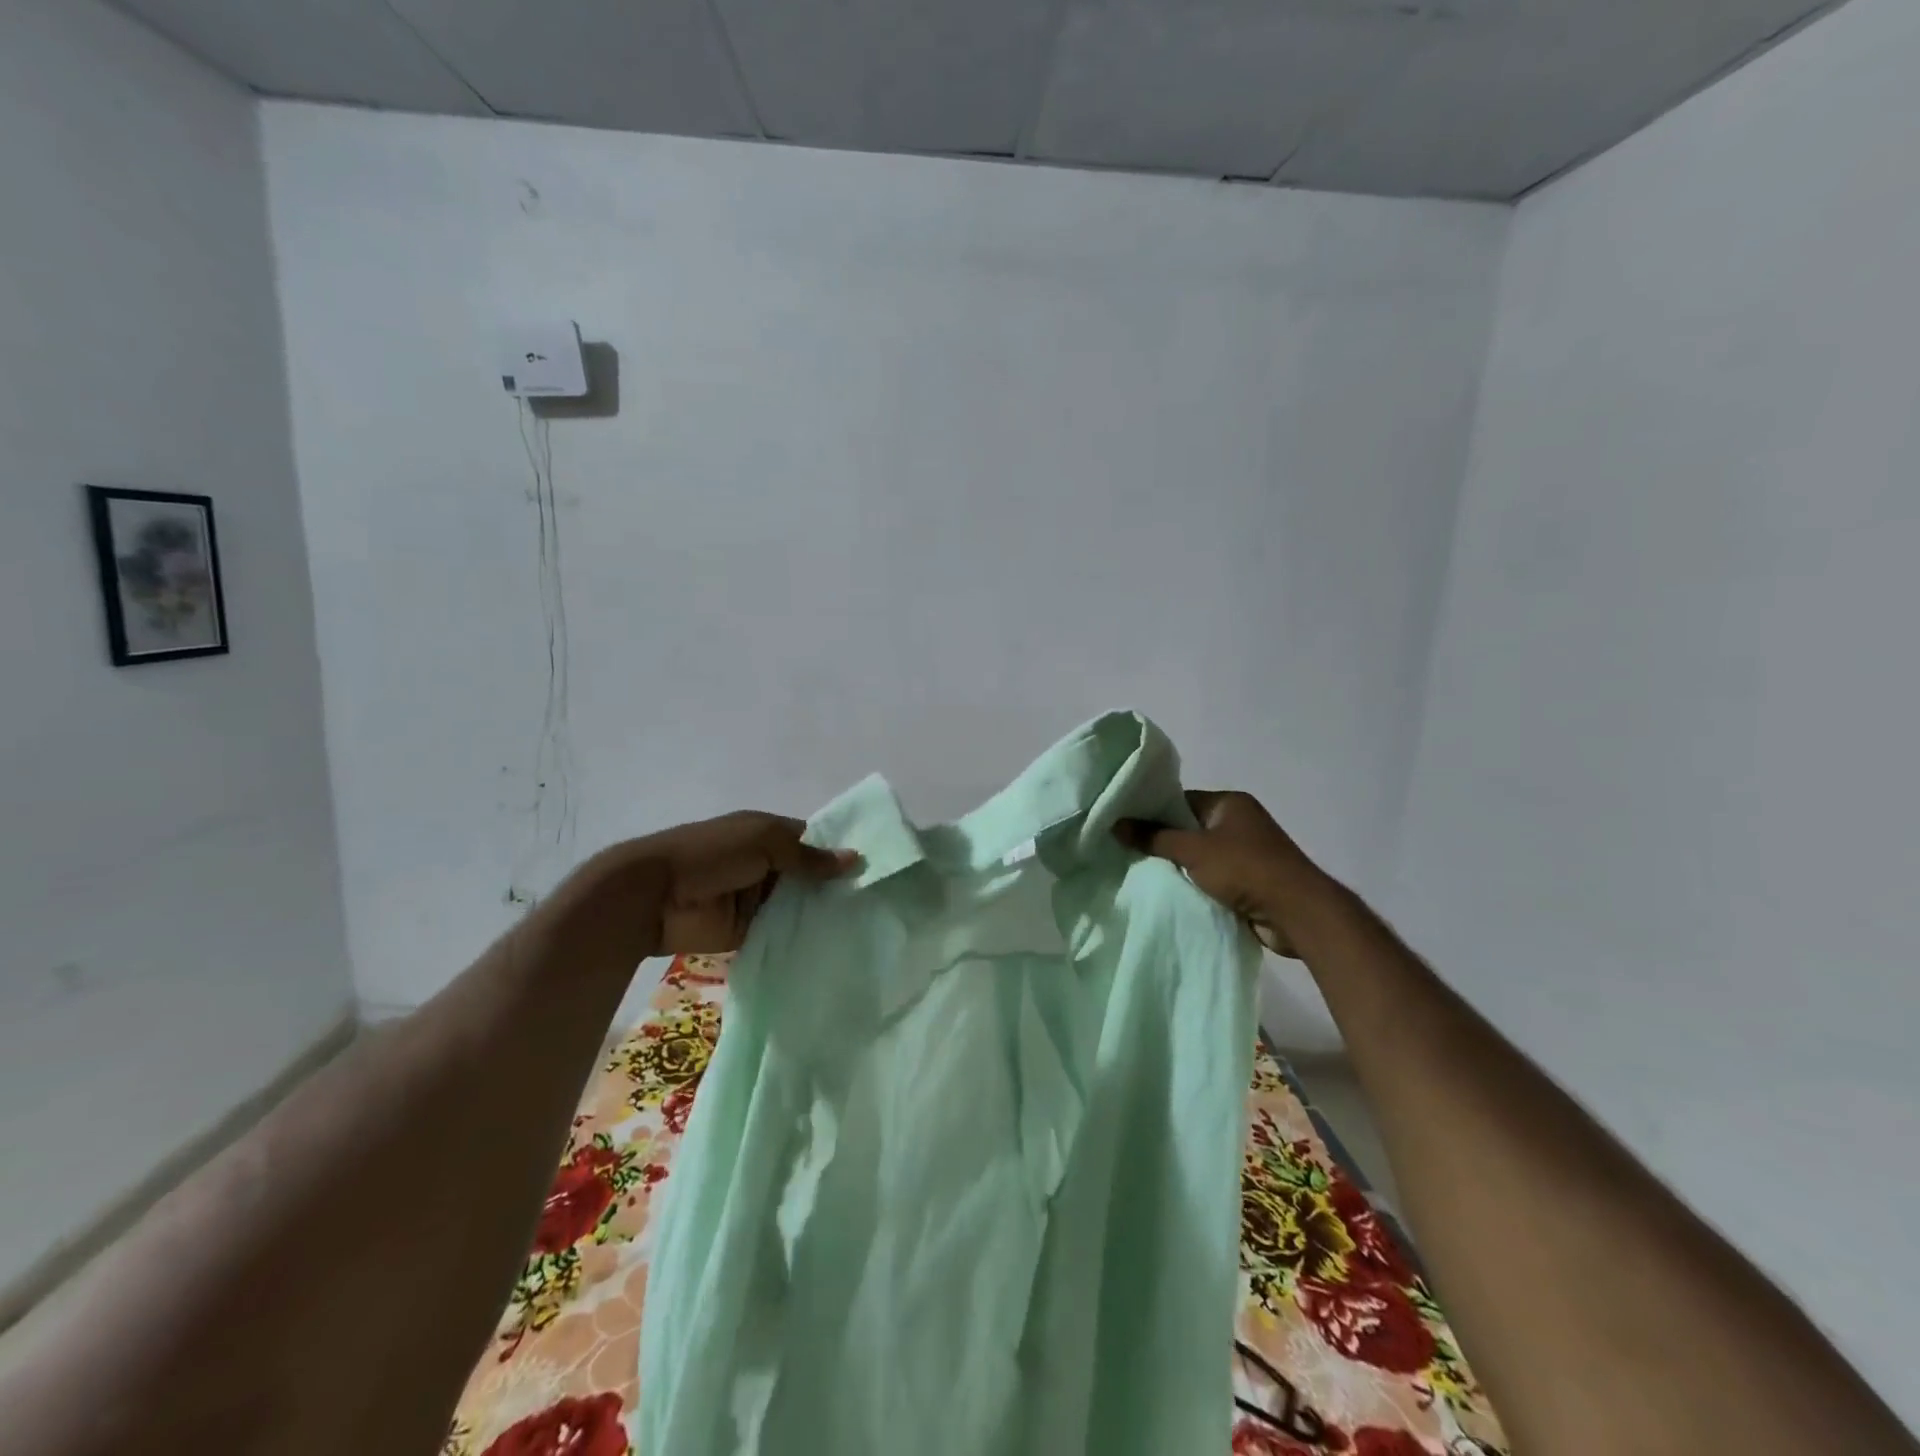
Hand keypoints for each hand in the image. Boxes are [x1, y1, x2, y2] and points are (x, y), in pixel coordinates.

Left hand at [641, 811, 859, 954]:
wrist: (652, 896)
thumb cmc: (709, 854)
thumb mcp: (762, 841)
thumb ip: (807, 855)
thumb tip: (855, 858)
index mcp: (768, 835)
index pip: (811, 841)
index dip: (838, 852)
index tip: (873, 869)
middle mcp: (766, 866)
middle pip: (808, 877)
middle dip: (835, 889)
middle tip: (877, 904)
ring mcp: (756, 901)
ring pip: (797, 908)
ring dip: (819, 916)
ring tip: (865, 928)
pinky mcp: (747, 933)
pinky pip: (780, 935)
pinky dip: (799, 940)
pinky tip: (832, 948)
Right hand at [1115, 790, 1332, 956]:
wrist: (1296, 912)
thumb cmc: (1245, 868)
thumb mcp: (1193, 850)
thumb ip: (1153, 837)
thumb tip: (1115, 824)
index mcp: (1230, 802)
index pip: (1181, 800)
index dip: (1153, 812)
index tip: (1126, 826)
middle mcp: (1240, 822)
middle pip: (1189, 827)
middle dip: (1163, 841)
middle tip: (1128, 851)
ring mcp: (1247, 852)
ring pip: (1200, 855)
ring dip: (1179, 866)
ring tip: (1143, 872)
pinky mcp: (1251, 880)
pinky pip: (1213, 877)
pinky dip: (1196, 883)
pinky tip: (1171, 892)